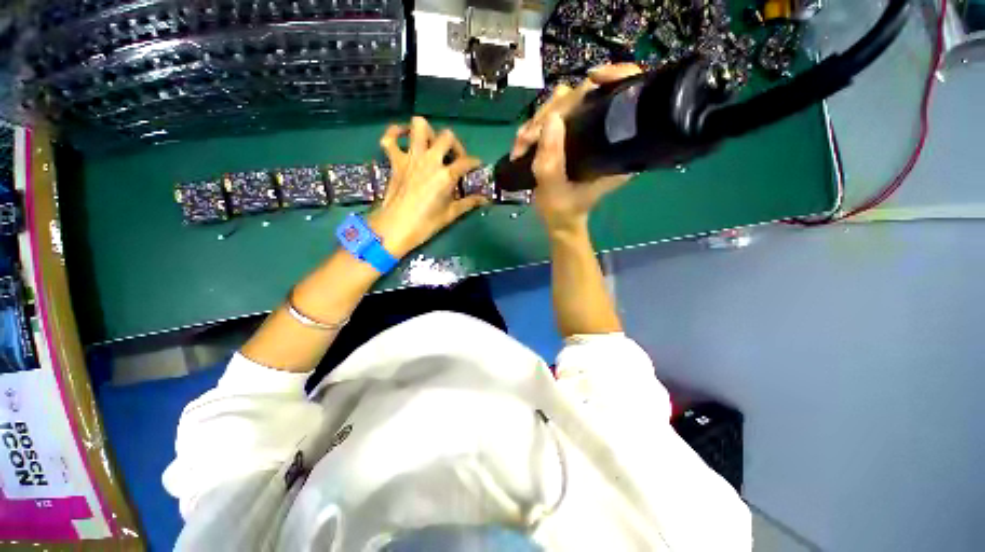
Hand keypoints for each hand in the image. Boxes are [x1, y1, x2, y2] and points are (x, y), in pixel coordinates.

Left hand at [369, 117, 485, 256]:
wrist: (395, 228)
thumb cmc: (426, 224)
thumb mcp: (451, 214)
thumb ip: (469, 203)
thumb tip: (485, 199)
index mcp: (446, 175)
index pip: (467, 162)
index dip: (475, 163)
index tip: (477, 166)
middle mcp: (430, 160)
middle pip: (447, 136)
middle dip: (455, 145)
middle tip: (454, 158)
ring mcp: (410, 157)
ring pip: (419, 126)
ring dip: (428, 132)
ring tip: (431, 145)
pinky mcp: (394, 160)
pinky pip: (390, 138)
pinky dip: (395, 133)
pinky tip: (404, 137)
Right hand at [509, 64, 641, 234]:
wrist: (558, 221)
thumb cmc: (563, 211)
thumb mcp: (554, 191)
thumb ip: (551, 161)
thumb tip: (550, 118)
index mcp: (617, 146)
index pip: (628, 96)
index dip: (616, 77)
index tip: (592, 80)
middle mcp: (605, 134)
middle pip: (585, 96)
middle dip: (552, 112)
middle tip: (529, 138)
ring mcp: (585, 132)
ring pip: (563, 104)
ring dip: (537, 121)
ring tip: (522, 145)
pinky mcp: (569, 135)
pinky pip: (551, 117)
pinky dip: (533, 127)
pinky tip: (522, 144)